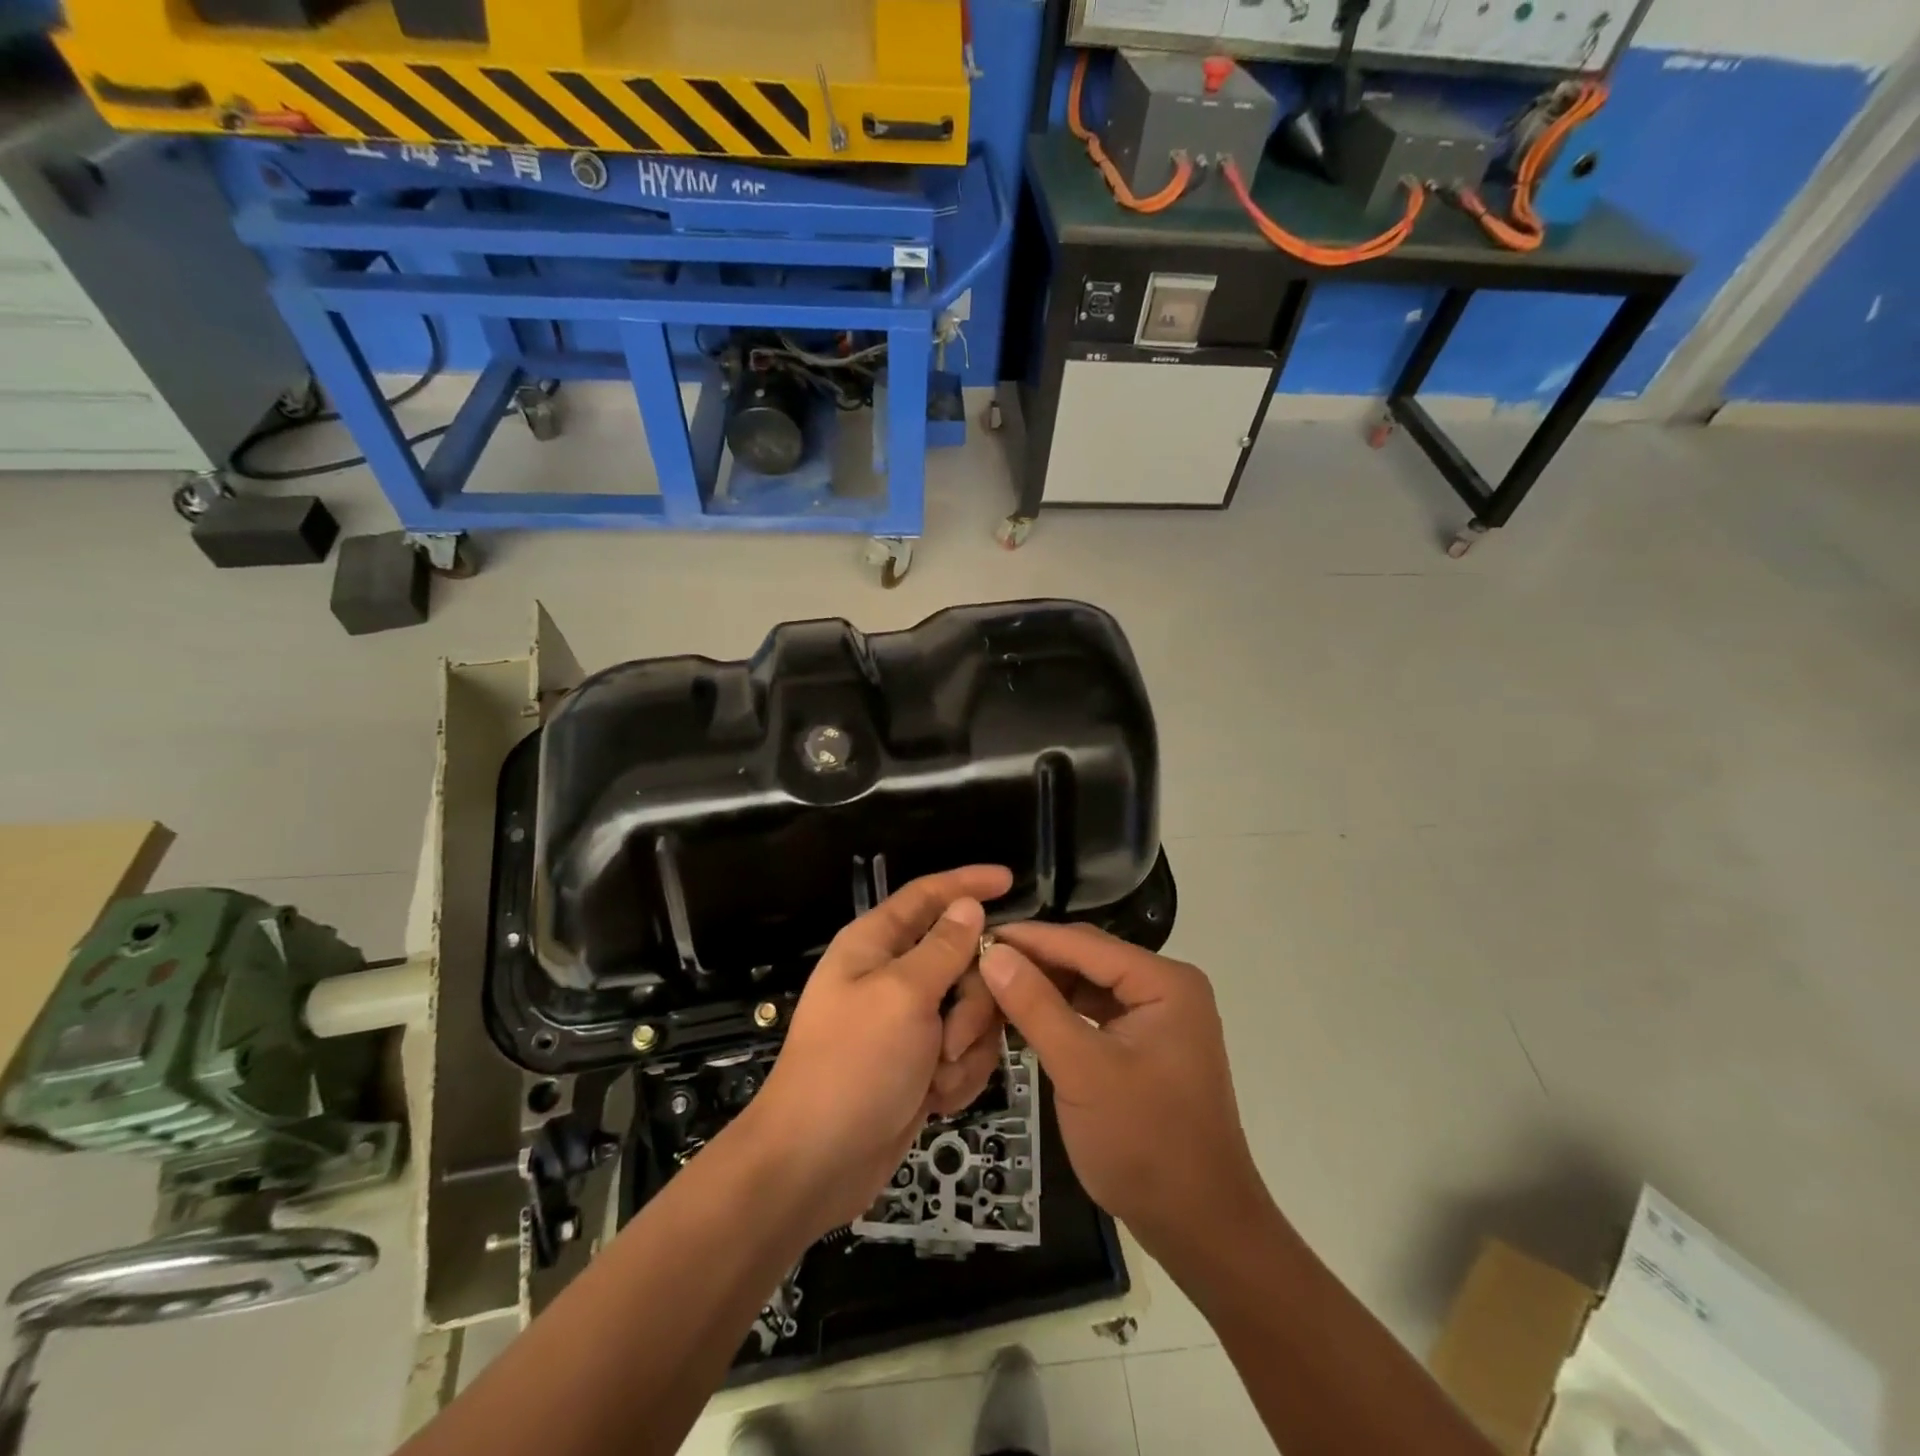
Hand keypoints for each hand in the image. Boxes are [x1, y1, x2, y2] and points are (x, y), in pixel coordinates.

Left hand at [742, 865, 1013, 1233]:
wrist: (816, 1164)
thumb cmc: (853, 1066)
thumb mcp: (903, 996)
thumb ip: (943, 948)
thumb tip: (967, 904)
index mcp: (875, 944)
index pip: (927, 896)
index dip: (967, 883)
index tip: (1010, 880)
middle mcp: (893, 976)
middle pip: (963, 960)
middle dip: (971, 1000)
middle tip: (952, 1036)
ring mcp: (909, 1023)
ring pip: (972, 1009)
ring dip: (965, 1045)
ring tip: (937, 1075)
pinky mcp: (921, 1064)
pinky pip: (965, 1052)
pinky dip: (957, 1076)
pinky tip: (934, 1099)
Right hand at [980, 922, 1270, 1265]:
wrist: (1201, 1227)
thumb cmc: (1145, 1144)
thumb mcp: (1082, 1070)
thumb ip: (1036, 1007)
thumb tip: (994, 953)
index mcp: (1164, 982)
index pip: (1083, 944)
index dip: (1029, 938)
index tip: (976, 936)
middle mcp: (1166, 987)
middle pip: (1087, 959)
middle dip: (1035, 963)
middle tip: (979, 965)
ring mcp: (1159, 1016)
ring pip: (1088, 985)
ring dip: (1045, 987)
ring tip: (993, 987)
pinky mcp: (1147, 1044)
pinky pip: (1096, 1012)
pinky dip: (1061, 1013)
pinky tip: (1025, 1017)